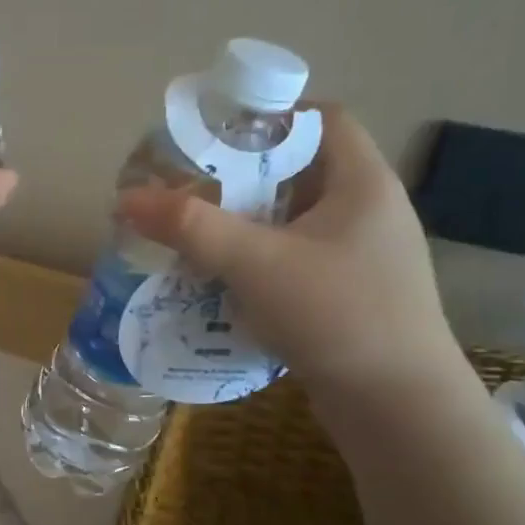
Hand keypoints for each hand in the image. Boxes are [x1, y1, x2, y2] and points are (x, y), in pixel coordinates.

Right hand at [118, 106, 459, 398]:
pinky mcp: (351, 296)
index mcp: (363, 183)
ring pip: (296, 222)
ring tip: (197, 233)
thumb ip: (190, 227)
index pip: (323, 119)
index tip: (217, 135)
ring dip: (247, 224)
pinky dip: (259, 262)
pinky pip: (297, 261)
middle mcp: (370, 212)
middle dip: (244, 177)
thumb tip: (126, 199)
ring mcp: (364, 258)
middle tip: (191, 188)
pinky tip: (223, 281)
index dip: (271, 116)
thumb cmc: (337, 315)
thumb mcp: (256, 263)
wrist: (398, 408)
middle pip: (301, 171)